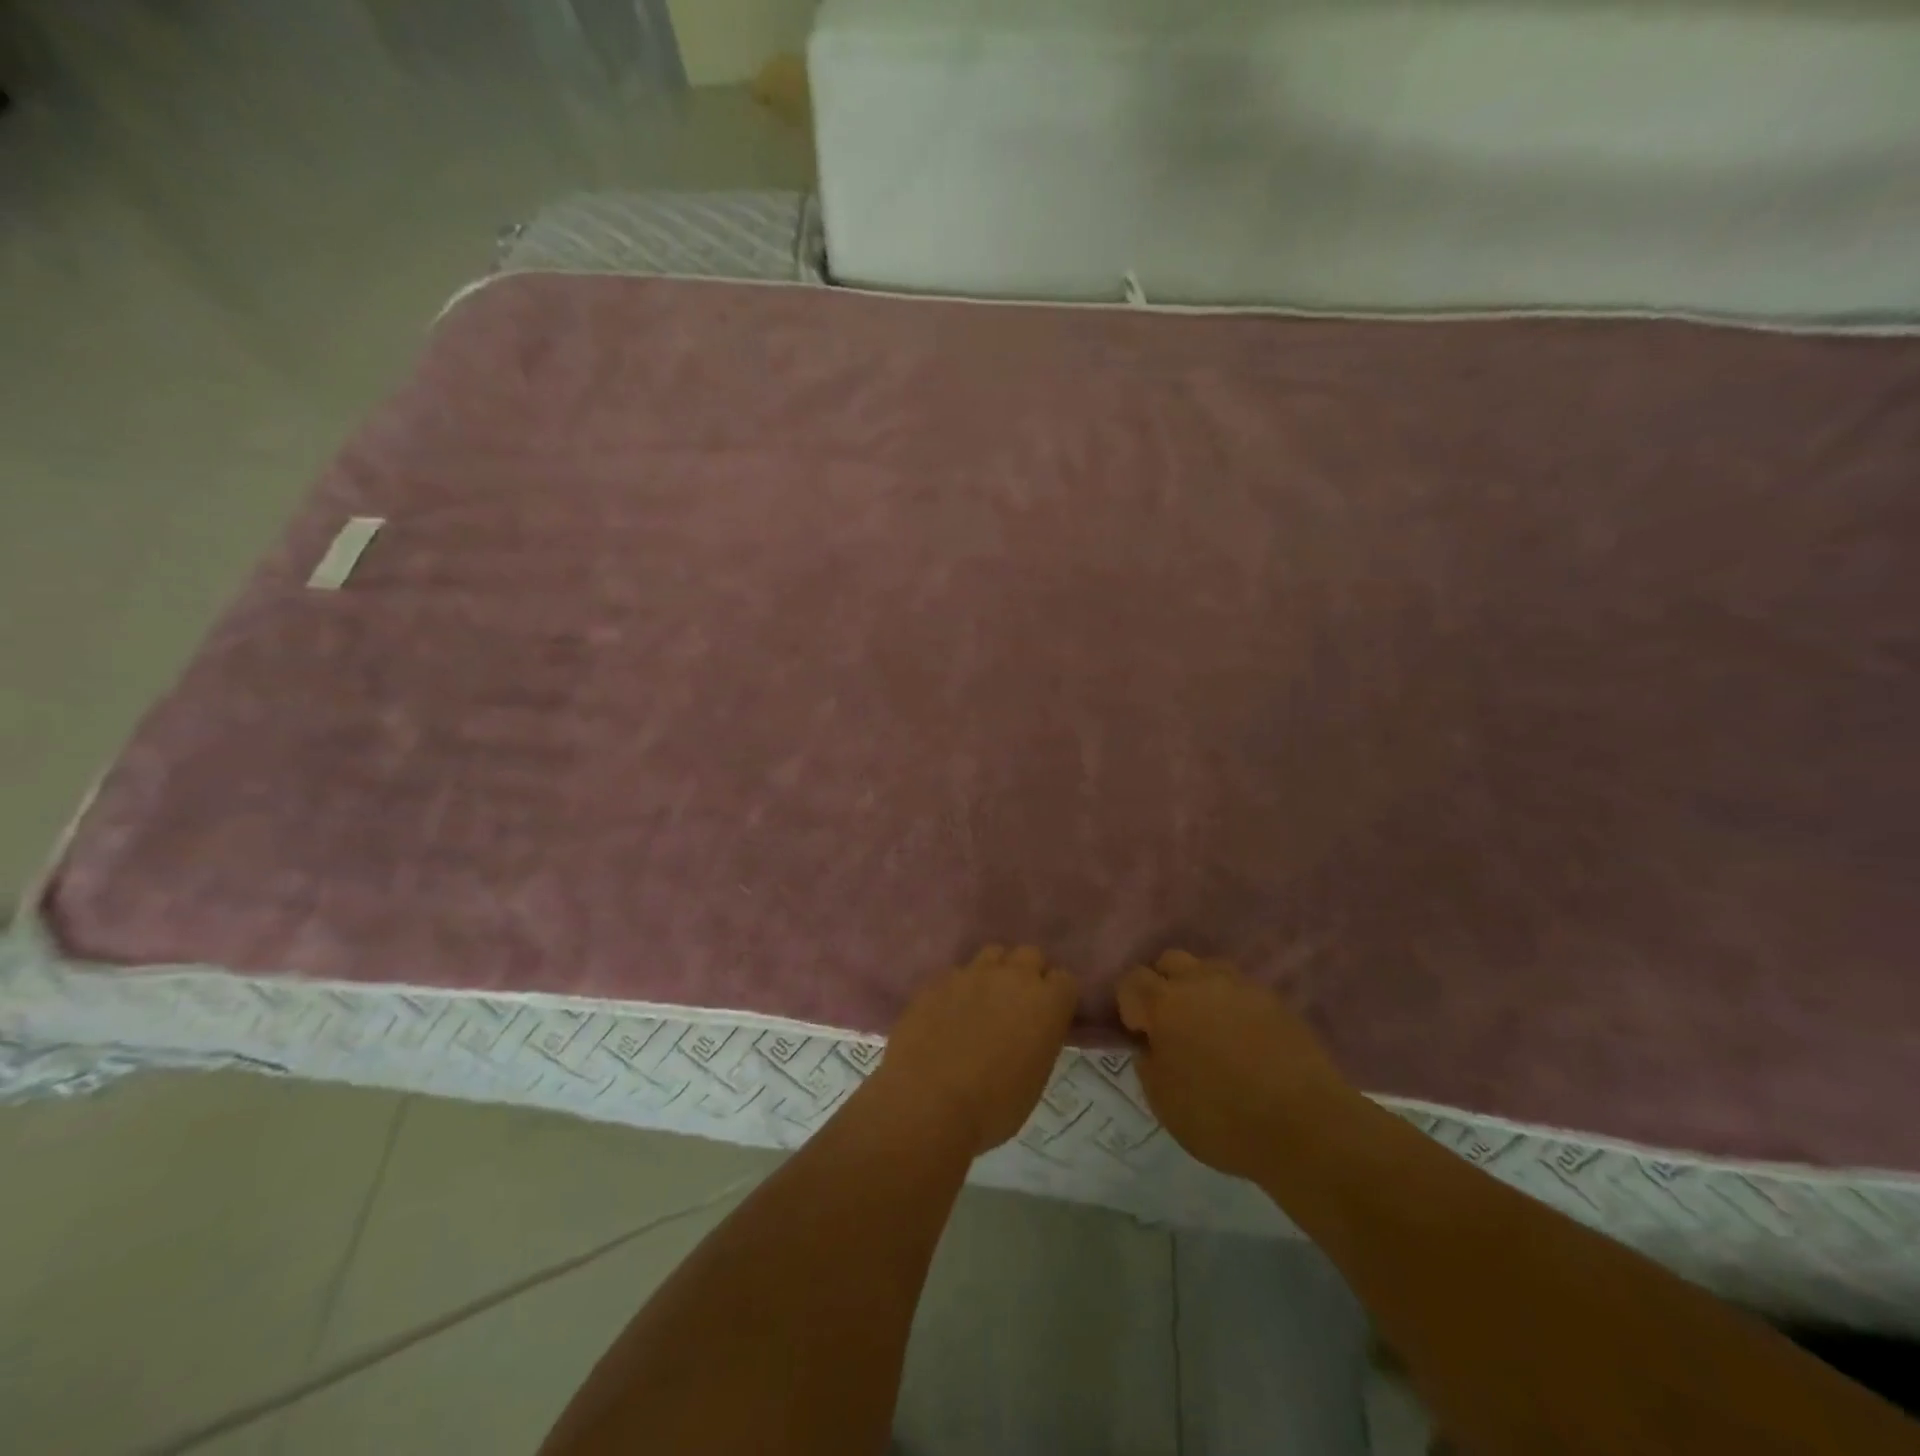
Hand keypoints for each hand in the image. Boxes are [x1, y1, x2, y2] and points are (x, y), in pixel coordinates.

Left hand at [872, 944, 1078, 1156]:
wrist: (928, 1103)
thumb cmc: (992, 1107)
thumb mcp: (1034, 1080)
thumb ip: (1038, 1042)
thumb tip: (1028, 1034)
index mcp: (1046, 1004)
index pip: (1065, 980)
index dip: (1057, 998)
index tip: (1048, 1017)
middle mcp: (1012, 977)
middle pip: (1030, 955)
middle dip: (1028, 974)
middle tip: (1017, 1005)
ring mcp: (972, 973)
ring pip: (992, 954)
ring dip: (994, 972)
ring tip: (983, 1002)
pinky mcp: (937, 980)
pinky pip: (956, 973)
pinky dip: (958, 988)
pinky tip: (948, 1014)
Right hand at [1118, 950, 1350, 1179]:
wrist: (1306, 1126)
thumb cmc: (1223, 1118)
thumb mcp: (1165, 1104)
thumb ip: (1149, 1066)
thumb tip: (1151, 1047)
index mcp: (1165, 1004)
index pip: (1132, 980)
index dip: (1129, 1004)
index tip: (1141, 1033)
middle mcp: (1200, 982)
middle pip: (1170, 961)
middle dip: (1163, 985)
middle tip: (1171, 1024)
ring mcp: (1242, 987)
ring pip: (1209, 969)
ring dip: (1200, 989)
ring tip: (1209, 1027)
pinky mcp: (1277, 1001)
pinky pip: (1243, 990)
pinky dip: (1235, 1006)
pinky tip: (1244, 1039)